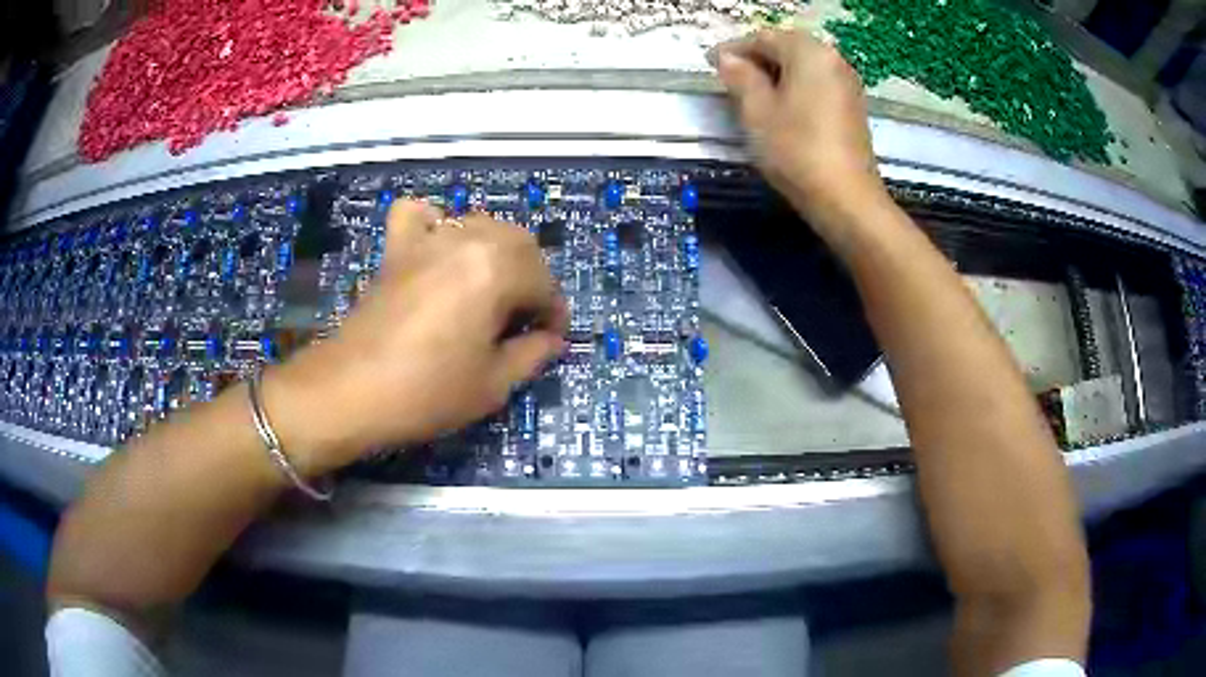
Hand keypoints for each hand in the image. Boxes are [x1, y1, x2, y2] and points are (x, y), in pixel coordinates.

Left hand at [264, 201, 567, 475]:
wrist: (351, 391)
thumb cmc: (427, 392)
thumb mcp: (493, 385)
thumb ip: (532, 354)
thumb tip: (550, 339)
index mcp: (496, 270)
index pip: (544, 282)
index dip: (554, 312)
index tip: (552, 338)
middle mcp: (467, 241)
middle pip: (519, 243)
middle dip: (533, 277)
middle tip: (526, 318)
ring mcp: (428, 240)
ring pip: (480, 225)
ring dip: (498, 251)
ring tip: (493, 287)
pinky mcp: (397, 249)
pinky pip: (419, 215)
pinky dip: (436, 222)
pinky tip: (439, 247)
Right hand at [712, 29, 886, 225]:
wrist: (846, 199)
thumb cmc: (796, 150)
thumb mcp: (757, 111)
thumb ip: (740, 77)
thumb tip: (727, 58)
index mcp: (809, 52)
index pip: (764, 38)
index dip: (734, 49)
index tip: (711, 63)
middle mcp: (833, 59)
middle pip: (787, 47)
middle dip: (757, 59)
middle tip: (730, 78)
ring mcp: (847, 83)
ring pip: (803, 66)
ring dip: (776, 73)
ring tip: (752, 94)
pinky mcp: (852, 106)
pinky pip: (817, 83)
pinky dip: (796, 87)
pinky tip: (781, 107)